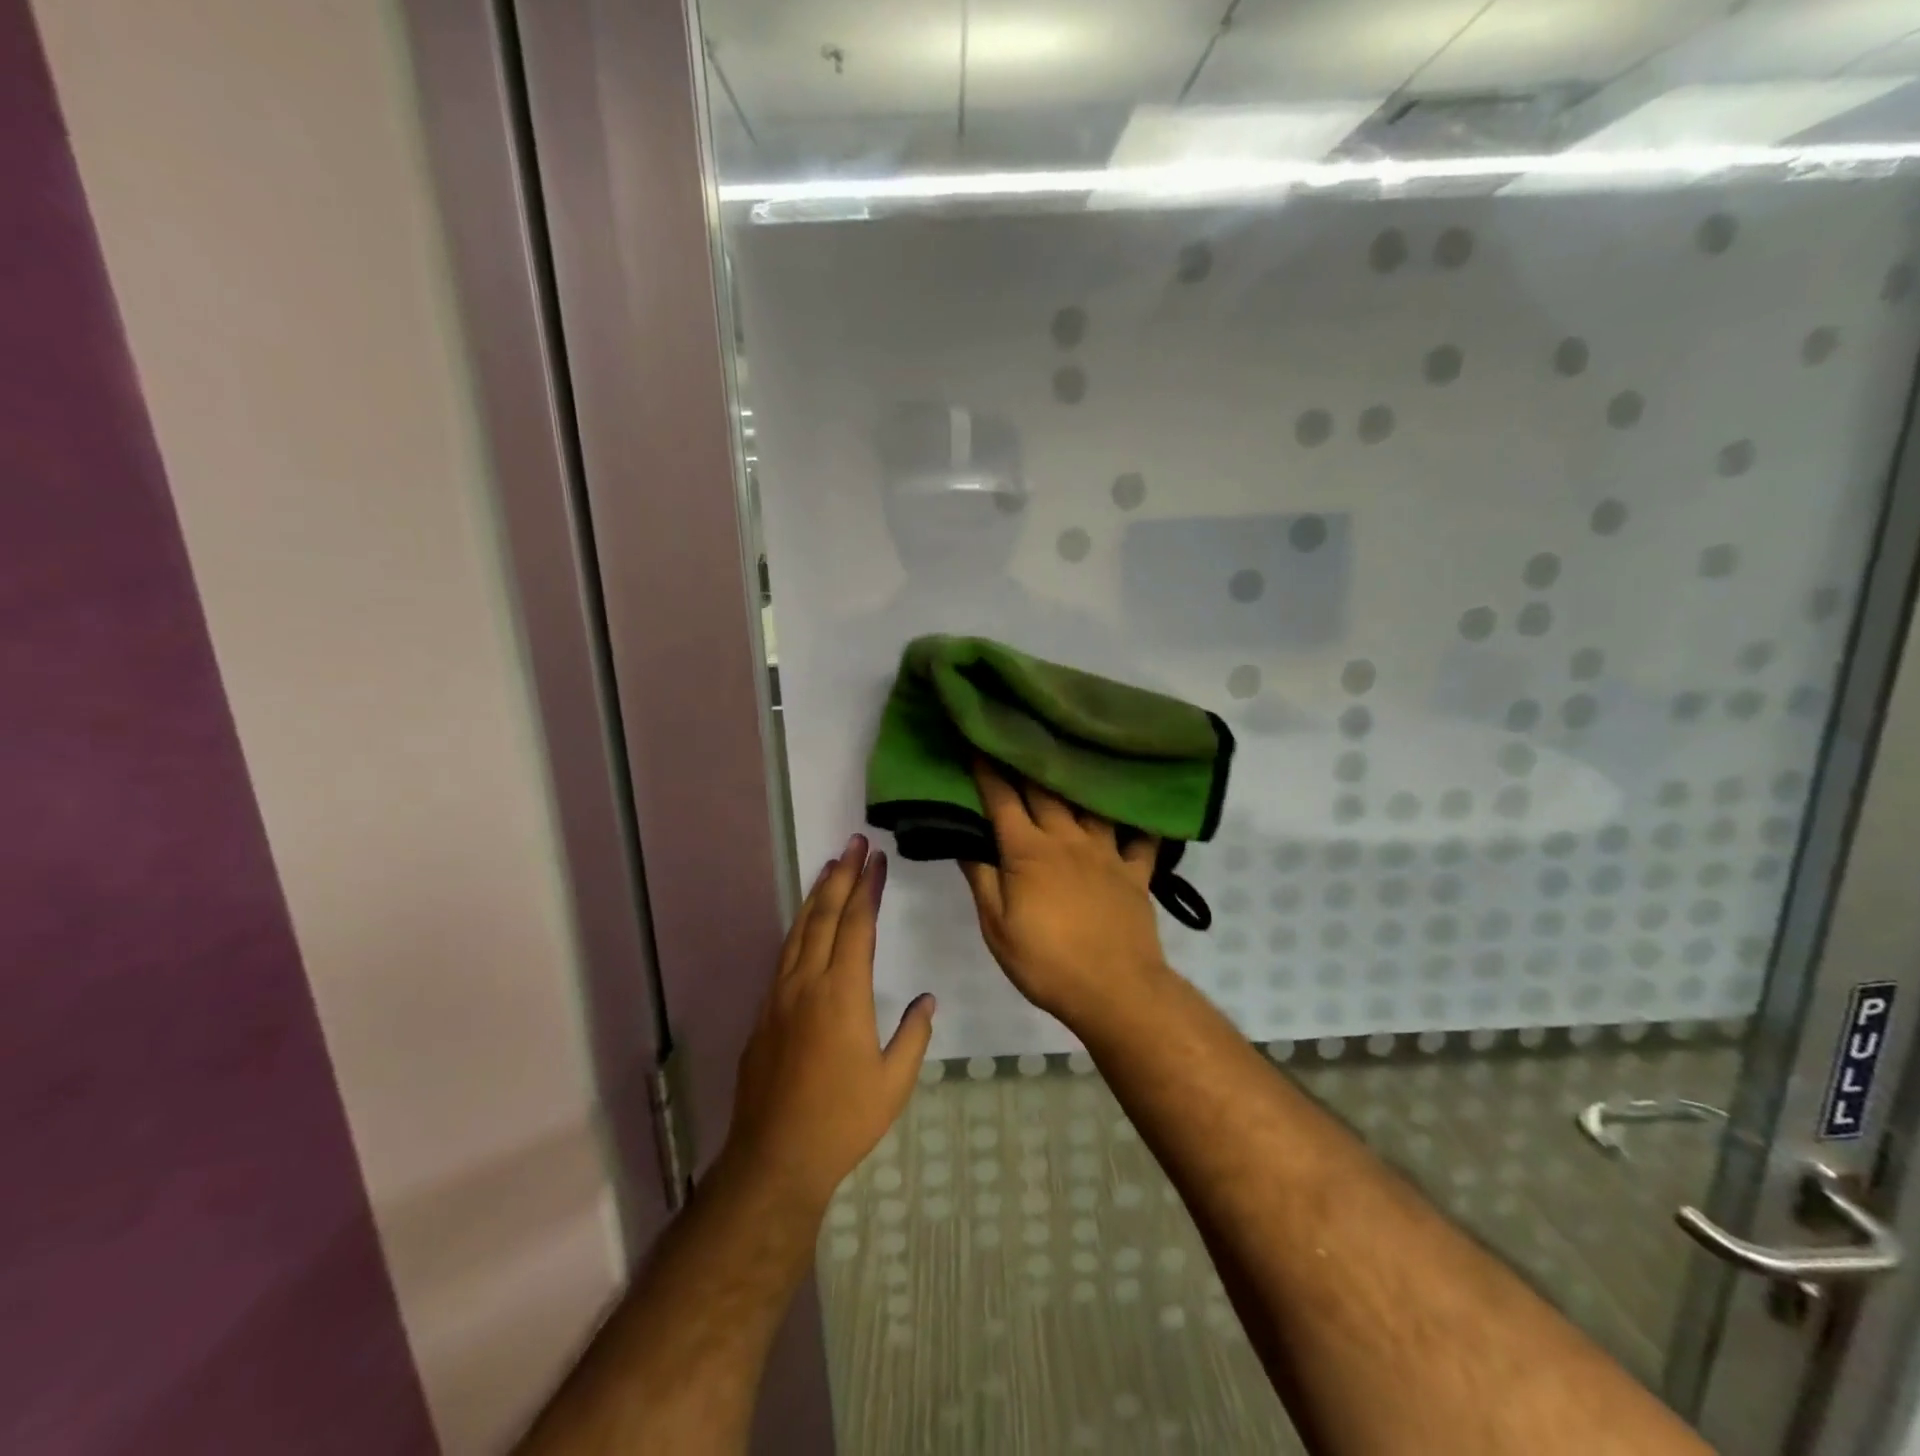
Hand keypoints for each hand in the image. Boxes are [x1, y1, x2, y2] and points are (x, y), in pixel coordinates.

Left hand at [722, 834, 935, 1215]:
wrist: (775, 1157)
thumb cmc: (842, 1119)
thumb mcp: (894, 1081)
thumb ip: (913, 1034)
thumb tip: (926, 999)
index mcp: (842, 993)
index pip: (857, 924)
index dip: (867, 887)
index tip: (877, 859)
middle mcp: (807, 982)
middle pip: (825, 915)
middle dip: (841, 875)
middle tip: (854, 843)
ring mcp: (780, 995)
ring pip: (799, 929)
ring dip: (817, 894)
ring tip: (830, 866)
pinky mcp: (765, 1012)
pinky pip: (785, 953)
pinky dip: (799, 926)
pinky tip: (806, 921)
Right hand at [959, 761, 1170, 1025]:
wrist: (1115, 991)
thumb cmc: (1046, 962)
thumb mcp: (997, 927)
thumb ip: (981, 879)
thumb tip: (962, 840)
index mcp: (1028, 851)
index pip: (1002, 800)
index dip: (986, 770)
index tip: (976, 742)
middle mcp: (1067, 839)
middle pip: (1044, 791)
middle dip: (1027, 762)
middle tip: (1019, 736)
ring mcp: (1106, 852)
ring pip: (1090, 803)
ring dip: (1078, 779)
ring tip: (1072, 755)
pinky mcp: (1135, 872)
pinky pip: (1141, 838)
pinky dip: (1139, 821)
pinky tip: (1140, 807)